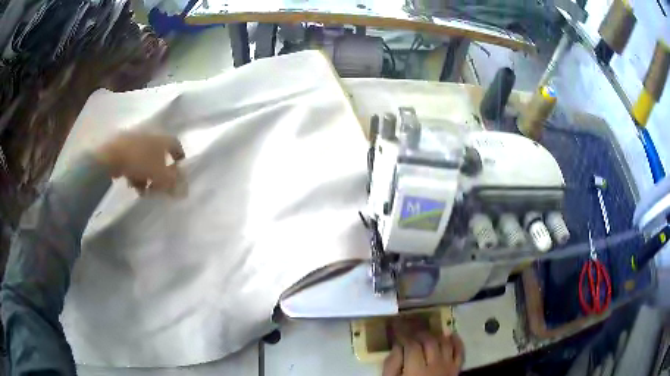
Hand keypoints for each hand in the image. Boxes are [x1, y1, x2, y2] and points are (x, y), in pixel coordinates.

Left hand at [94, 131, 184, 194]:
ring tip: (142, 190)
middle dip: (159, 174)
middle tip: (157, 187)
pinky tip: (131, 183)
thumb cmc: (140, 162)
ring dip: (147, 176)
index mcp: (162, 139)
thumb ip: (173, 182)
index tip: (179, 171)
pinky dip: (135, 172)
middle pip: (160, 156)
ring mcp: (136, 140)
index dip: (179, 158)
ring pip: (146, 160)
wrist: (111, 155)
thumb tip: (185, 191)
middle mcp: (151, 136)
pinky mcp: (123, 146)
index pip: (176, 145)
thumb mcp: (160, 175)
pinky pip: (134, 160)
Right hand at [383, 332, 463, 375]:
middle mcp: (435, 366)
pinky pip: (460, 352)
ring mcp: (449, 367)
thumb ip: (391, 365)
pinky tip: (451, 334)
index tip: (396, 325)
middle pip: (429, 341)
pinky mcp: (456, 370)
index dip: (403, 333)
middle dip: (418, 331)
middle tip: (409, 327)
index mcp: (416, 371)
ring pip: (445, 343)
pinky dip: (457, 342)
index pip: (411, 345)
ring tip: (425, 331)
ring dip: (435, 334)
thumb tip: (397, 346)